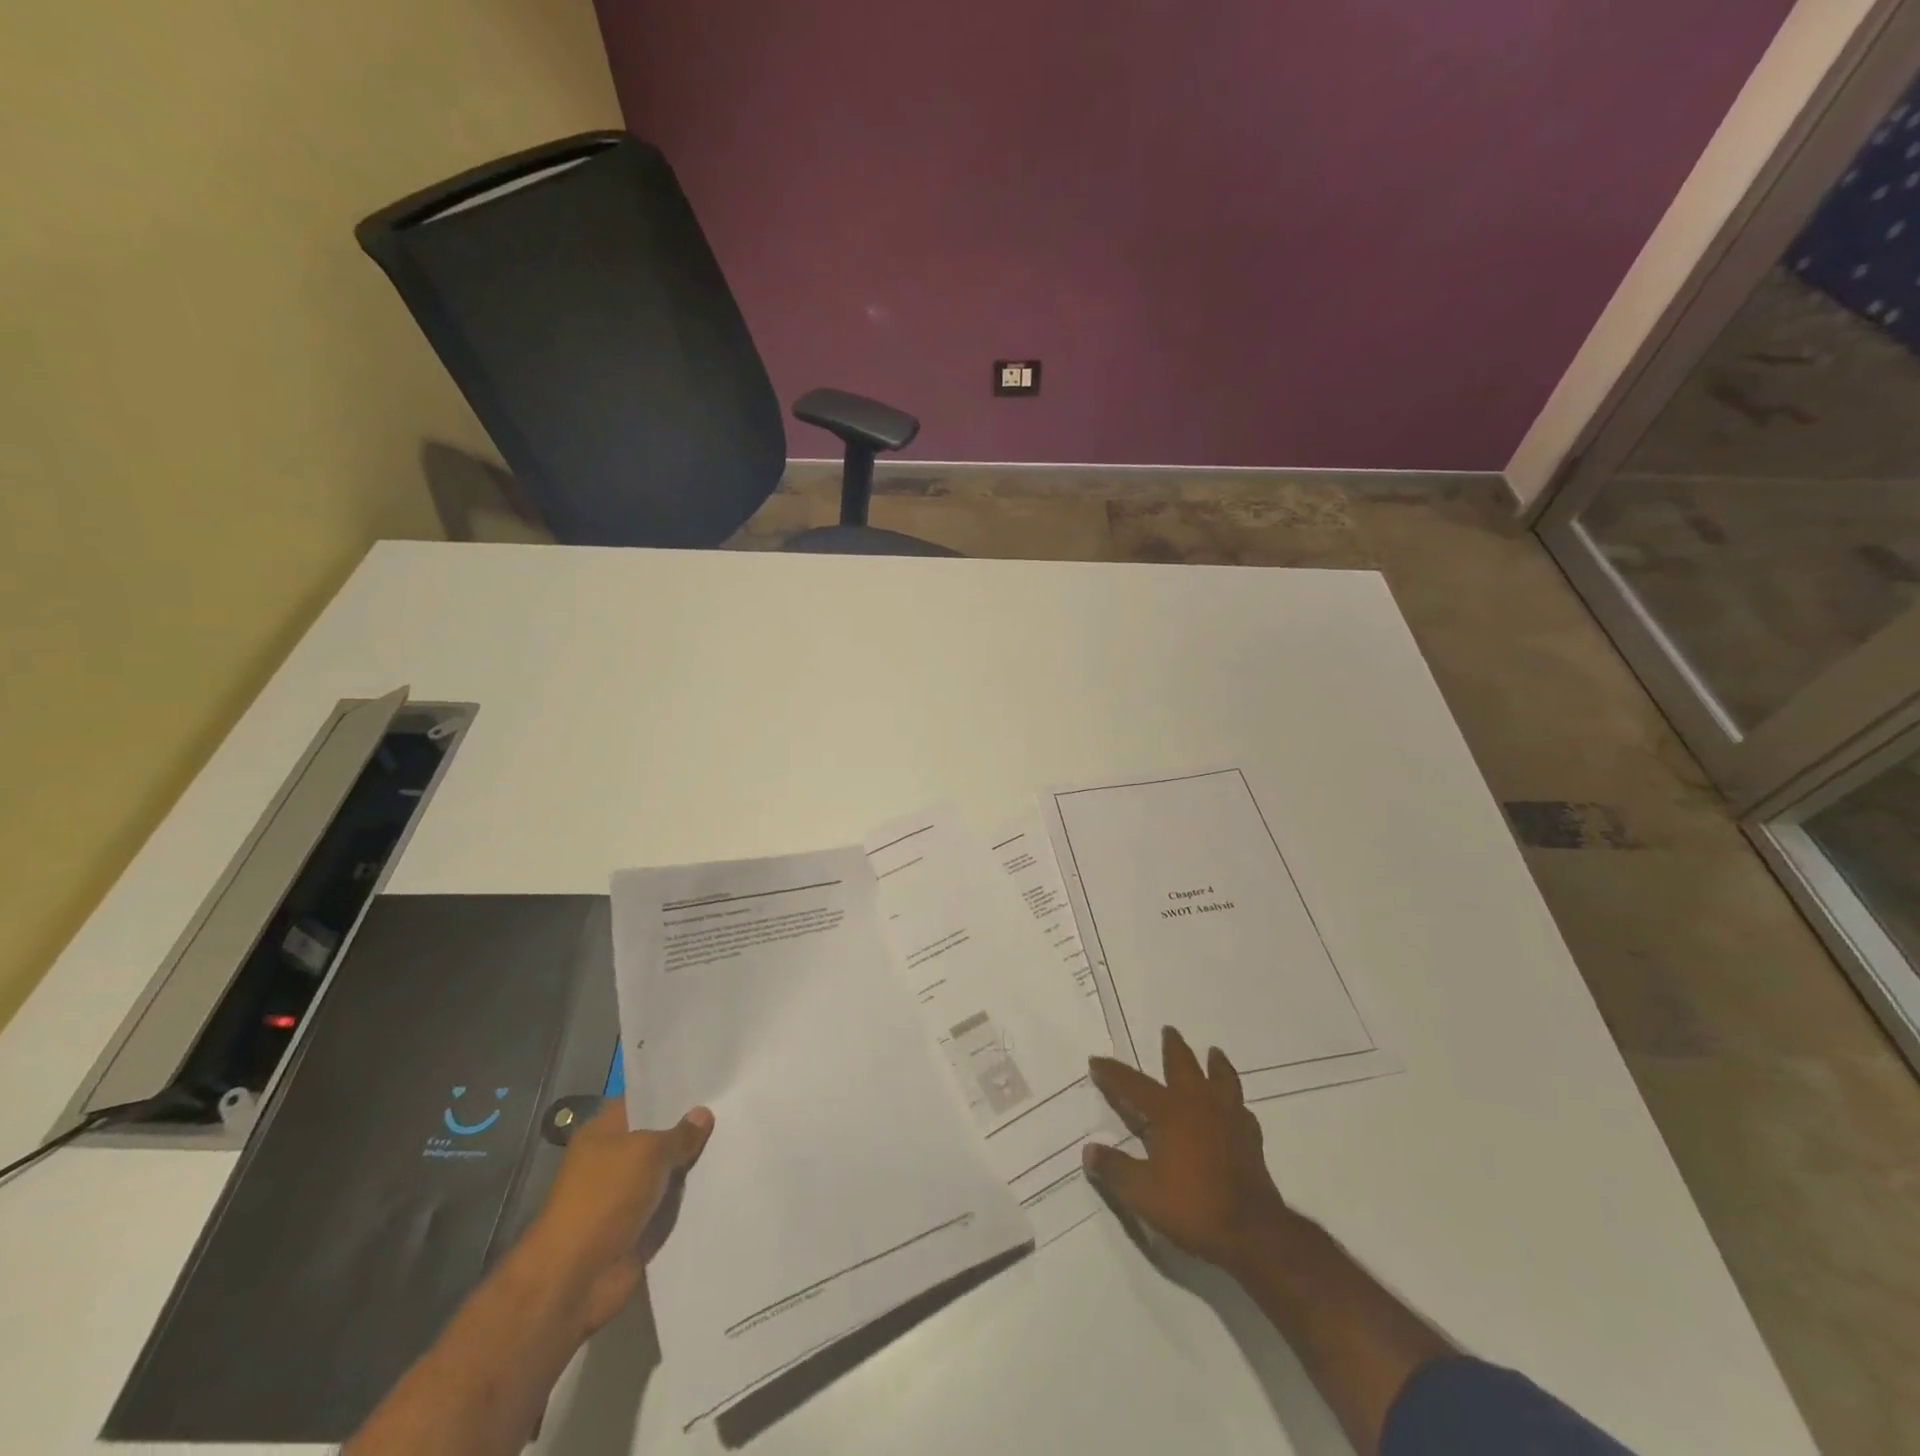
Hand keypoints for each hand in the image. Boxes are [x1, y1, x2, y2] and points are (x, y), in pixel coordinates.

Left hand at [520, 1099, 713, 1335]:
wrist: (574, 1279)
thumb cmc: (604, 1199)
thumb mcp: (647, 1152)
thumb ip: (679, 1134)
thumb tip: (703, 1114)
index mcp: (603, 1132)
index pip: (643, 1100)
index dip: (673, 1091)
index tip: (710, 1081)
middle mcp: (613, 1159)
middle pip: (659, 1135)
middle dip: (690, 1127)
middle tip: (732, 1107)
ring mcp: (626, 1195)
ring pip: (669, 1170)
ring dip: (694, 1164)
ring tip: (737, 1139)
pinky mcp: (639, 1226)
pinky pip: (671, 1203)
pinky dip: (691, 1197)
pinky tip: (726, 1178)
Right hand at [1083, 1026, 1290, 1271]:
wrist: (1252, 1232)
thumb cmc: (1192, 1206)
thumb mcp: (1142, 1193)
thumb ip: (1114, 1169)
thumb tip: (1089, 1151)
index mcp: (1169, 1112)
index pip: (1133, 1085)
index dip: (1113, 1073)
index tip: (1096, 1060)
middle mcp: (1199, 1105)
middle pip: (1184, 1067)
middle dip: (1173, 1048)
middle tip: (1169, 1031)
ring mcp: (1229, 1119)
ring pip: (1222, 1080)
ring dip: (1215, 1065)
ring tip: (1214, 1053)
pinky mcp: (1251, 1139)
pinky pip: (1242, 1110)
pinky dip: (1236, 1103)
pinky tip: (1235, 1107)